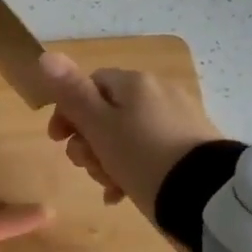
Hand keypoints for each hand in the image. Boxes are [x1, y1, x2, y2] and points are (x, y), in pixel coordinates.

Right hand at [38, 51, 225, 211]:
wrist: (205, 194)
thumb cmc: (141, 157)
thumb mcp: (100, 126)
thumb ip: (72, 93)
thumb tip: (45, 56)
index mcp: (134, 83)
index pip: (90, 84)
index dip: (68, 111)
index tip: (57, 140)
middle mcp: (157, 93)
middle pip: (107, 112)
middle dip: (88, 141)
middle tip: (85, 167)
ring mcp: (177, 119)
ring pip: (126, 135)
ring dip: (106, 159)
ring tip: (107, 186)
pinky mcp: (191, 146)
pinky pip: (149, 152)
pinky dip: (131, 169)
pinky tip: (122, 194)